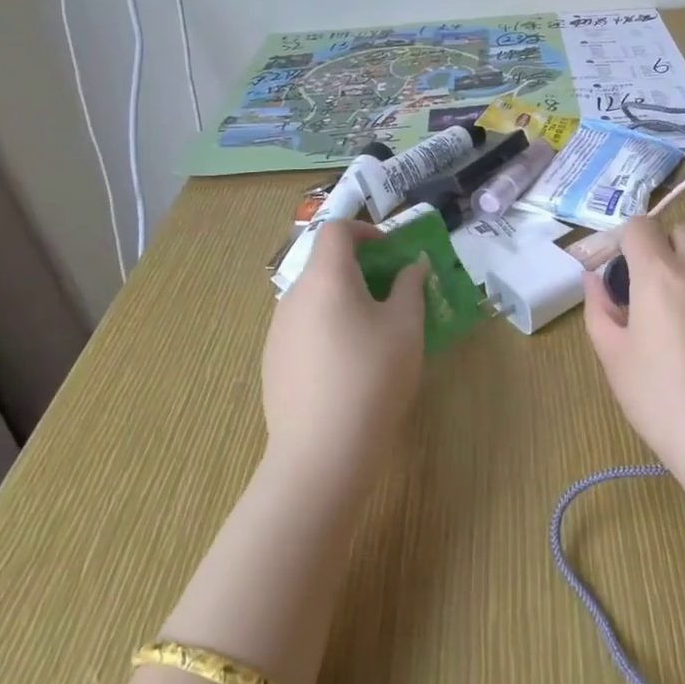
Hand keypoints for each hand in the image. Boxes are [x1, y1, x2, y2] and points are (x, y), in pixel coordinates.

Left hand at [261, 221, 428, 498]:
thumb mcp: (406, 327)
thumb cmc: (371, 378)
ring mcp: (277, 331)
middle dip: (360, 269)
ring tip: (373, 334)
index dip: (364, 230)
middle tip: (391, 294)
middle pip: (324, 264)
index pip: (336, 230)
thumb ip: (410, 287)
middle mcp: (294, 296)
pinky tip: (347, 367)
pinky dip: (327, 327)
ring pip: (314, 298)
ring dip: (343, 300)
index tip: (390, 251)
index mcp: (326, 278)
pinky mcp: (272, 363)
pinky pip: (303, 328)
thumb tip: (412, 265)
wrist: (320, 453)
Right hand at [581, 194, 684, 531]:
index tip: (625, 270)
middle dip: (665, 253)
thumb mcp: (615, 362)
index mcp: (657, 274)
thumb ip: (599, 310)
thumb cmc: (667, 407)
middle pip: (679, 232)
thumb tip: (592, 276)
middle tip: (662, 296)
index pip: (638, 228)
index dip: (627, 245)